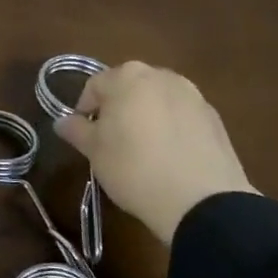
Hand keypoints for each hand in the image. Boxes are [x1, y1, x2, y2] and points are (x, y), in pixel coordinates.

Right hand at [53, 62, 256, 244]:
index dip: (85, 110)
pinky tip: (170, 158)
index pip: (95, 86)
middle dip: (118, 109)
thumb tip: (61, 121)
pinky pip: (183, 117)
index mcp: (127, 77)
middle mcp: (161, 76)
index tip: (85, 135)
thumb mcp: (94, 151)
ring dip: (147, 117)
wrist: (202, 201)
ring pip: (158, 101)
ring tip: (143, 150)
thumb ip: (76, 130)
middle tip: (111, 141)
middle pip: (129, 88)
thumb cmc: (134, 168)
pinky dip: (172, 129)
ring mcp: (193, 95)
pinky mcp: (216, 119)